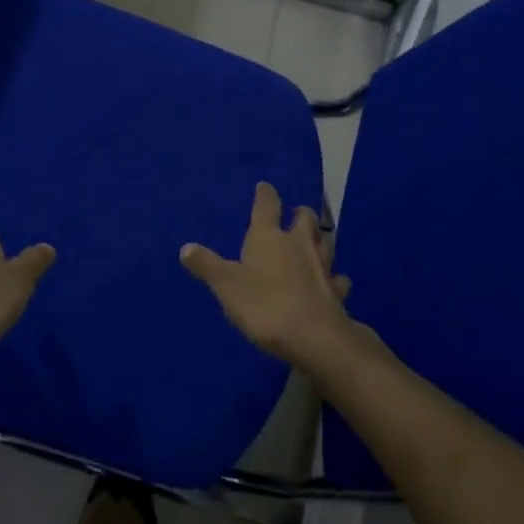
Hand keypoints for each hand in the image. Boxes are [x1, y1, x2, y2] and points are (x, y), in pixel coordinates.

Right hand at [181, 182, 355, 370]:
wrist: (314, 337)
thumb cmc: (264, 304)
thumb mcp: (226, 285)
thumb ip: (207, 266)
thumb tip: (186, 247)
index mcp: (269, 237)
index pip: (267, 207)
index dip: (265, 195)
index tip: (265, 186)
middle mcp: (298, 244)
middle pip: (304, 219)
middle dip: (299, 214)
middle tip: (295, 214)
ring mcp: (322, 267)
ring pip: (324, 243)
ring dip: (319, 240)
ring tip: (314, 241)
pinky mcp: (336, 292)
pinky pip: (337, 279)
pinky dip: (335, 278)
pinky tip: (334, 282)